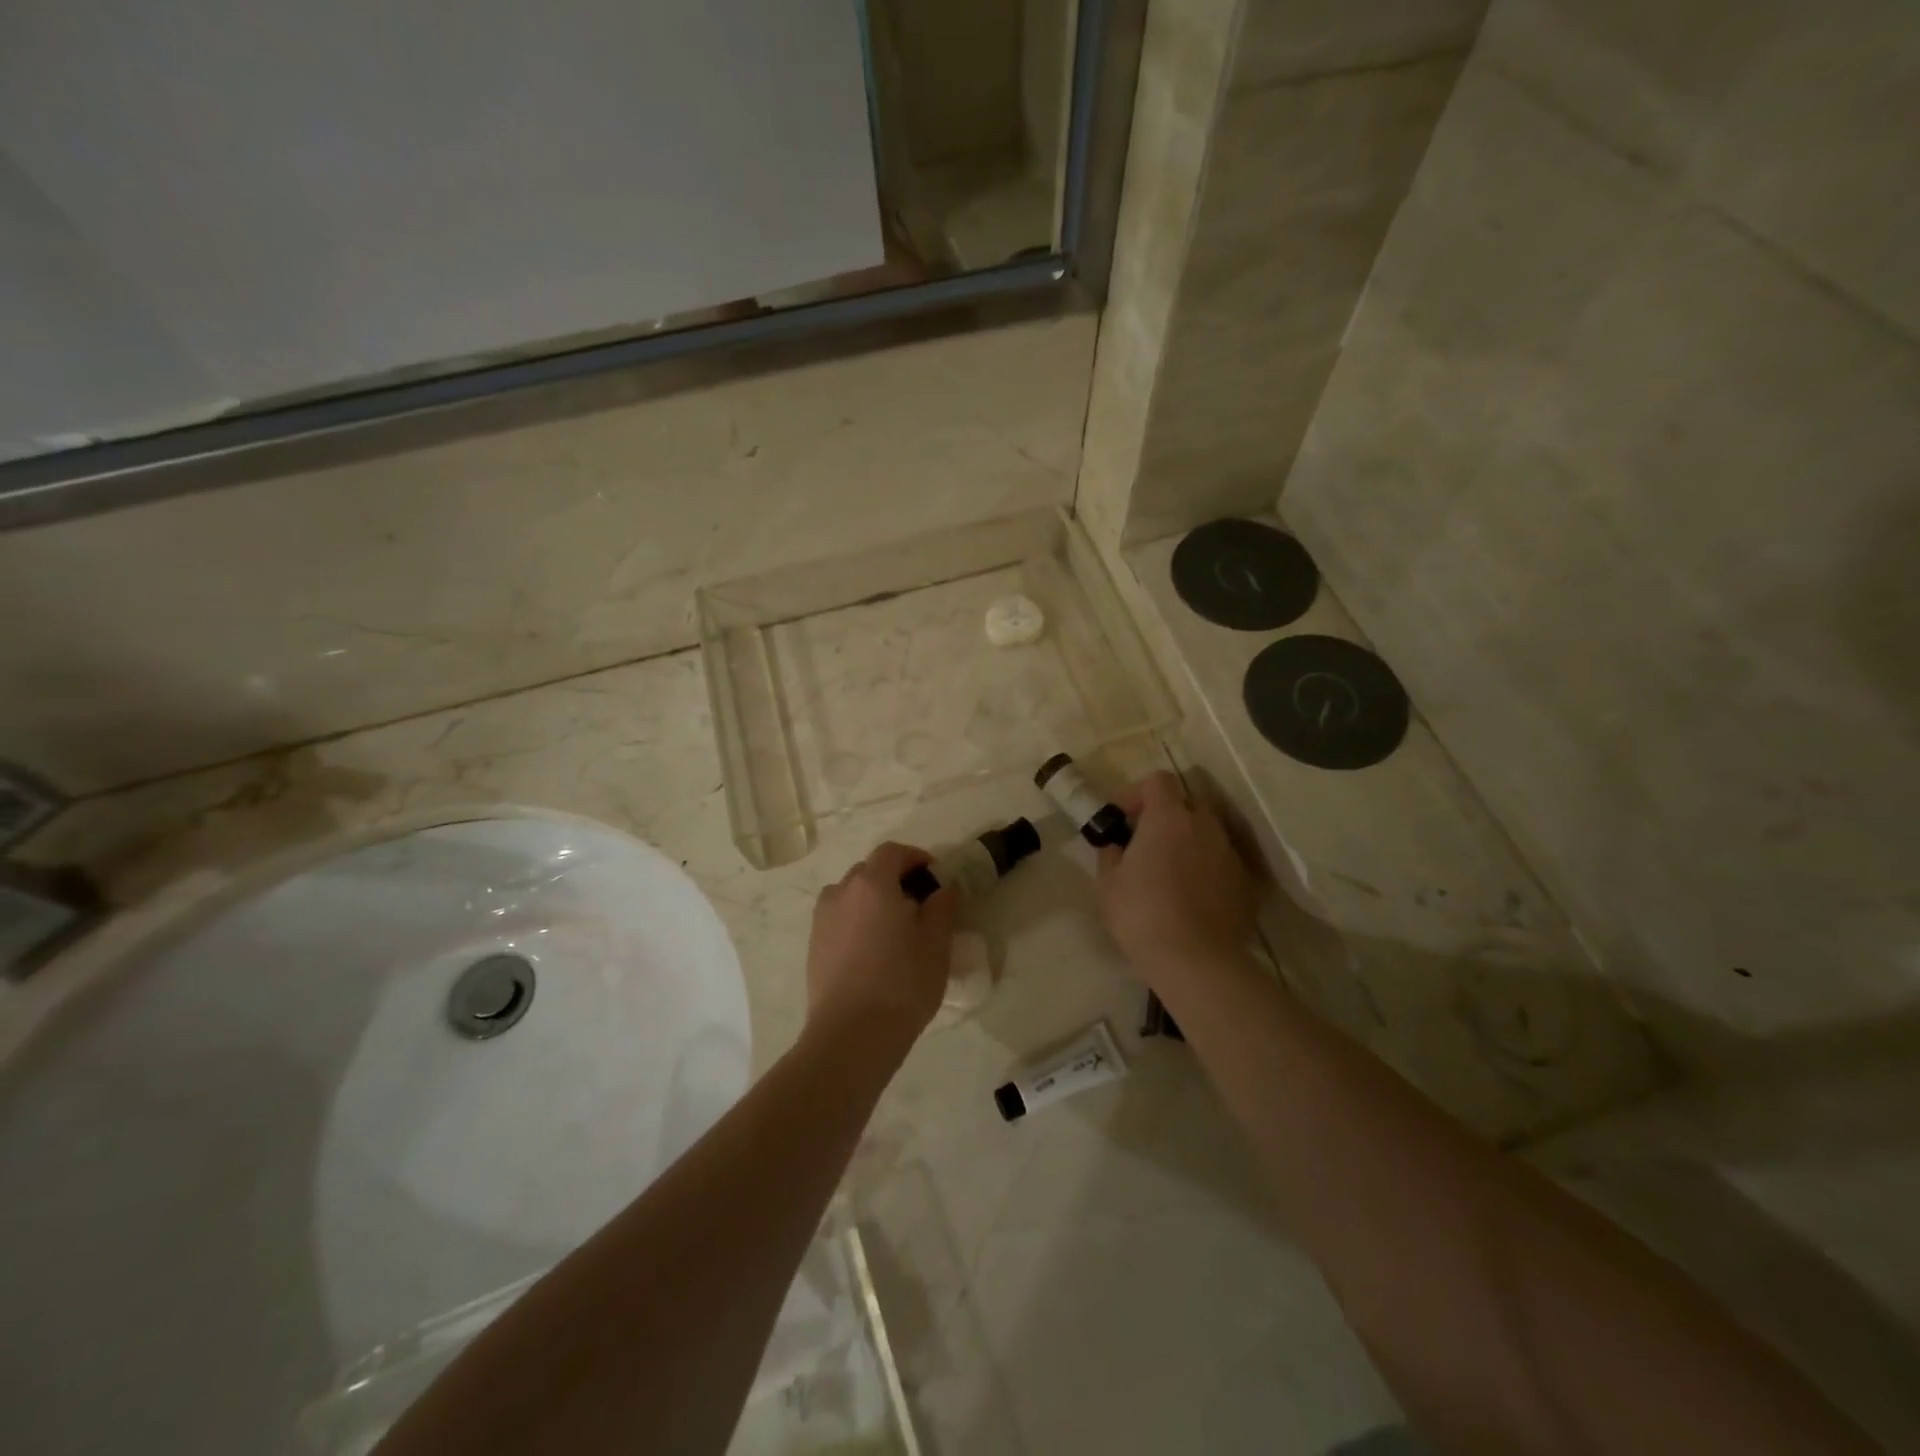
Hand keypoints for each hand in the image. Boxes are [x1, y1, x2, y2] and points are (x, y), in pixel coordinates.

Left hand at [806, 841, 956, 1046]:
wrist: (851, 1035)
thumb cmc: (902, 983)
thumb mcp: (936, 943)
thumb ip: (942, 906)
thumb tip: (943, 888)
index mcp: (872, 883)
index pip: (892, 852)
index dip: (915, 857)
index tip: (934, 876)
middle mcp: (841, 892)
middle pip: (869, 870)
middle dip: (894, 878)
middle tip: (918, 904)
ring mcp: (822, 920)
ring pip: (850, 895)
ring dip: (872, 900)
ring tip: (893, 928)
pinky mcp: (813, 946)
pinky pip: (839, 919)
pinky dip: (856, 922)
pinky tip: (872, 951)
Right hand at [1096, 772, 1258, 983]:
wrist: (1195, 961)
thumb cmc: (1141, 914)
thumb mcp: (1108, 883)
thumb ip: (1112, 853)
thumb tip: (1117, 845)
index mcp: (1169, 817)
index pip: (1158, 780)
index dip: (1137, 793)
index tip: (1123, 818)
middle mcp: (1205, 826)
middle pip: (1187, 803)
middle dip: (1166, 816)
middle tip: (1146, 844)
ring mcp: (1230, 854)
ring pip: (1208, 834)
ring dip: (1189, 843)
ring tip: (1171, 873)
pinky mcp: (1247, 883)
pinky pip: (1223, 863)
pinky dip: (1207, 870)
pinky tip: (1194, 898)